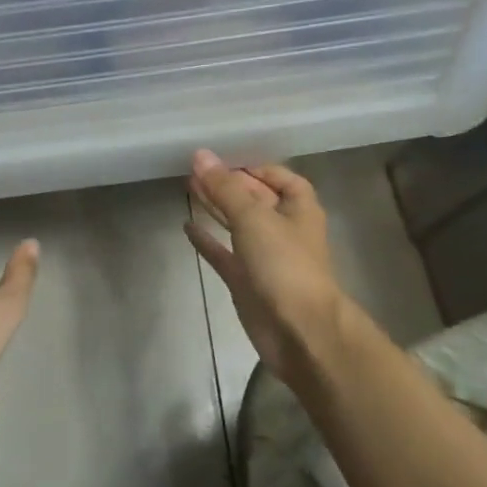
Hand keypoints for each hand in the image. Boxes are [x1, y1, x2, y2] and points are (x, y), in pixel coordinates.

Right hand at [185, 149, 349, 381]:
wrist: (299, 331)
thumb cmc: (284, 265)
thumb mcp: (254, 217)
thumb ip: (225, 188)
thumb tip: (200, 155)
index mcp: (298, 209)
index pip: (280, 178)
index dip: (255, 167)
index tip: (224, 159)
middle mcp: (283, 229)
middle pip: (255, 199)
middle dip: (228, 184)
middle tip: (194, 168)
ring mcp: (264, 257)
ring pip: (237, 224)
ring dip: (215, 206)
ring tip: (187, 186)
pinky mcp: (246, 281)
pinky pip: (224, 253)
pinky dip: (207, 240)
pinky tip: (186, 226)